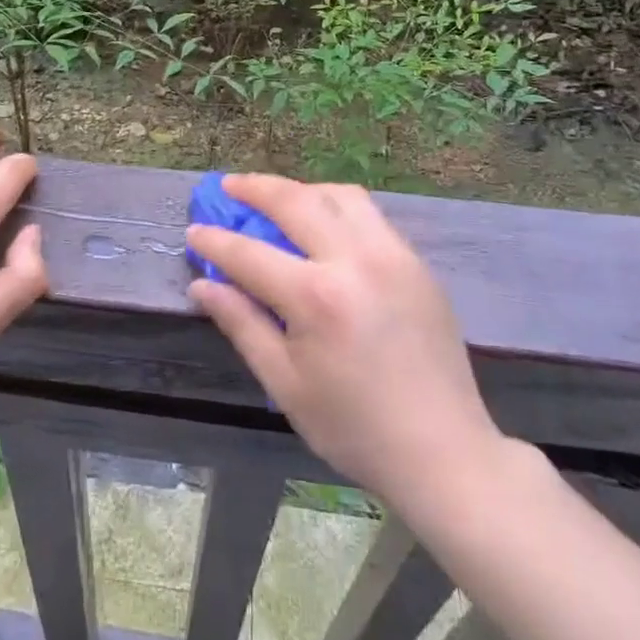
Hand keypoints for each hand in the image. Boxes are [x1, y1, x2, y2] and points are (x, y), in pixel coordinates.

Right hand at [186, 175, 507, 509]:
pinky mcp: (416, 262)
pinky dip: (337, 206)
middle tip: (229, 186)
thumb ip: (242, 324)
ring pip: (339, 194)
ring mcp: (392, 255)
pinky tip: (324, 225)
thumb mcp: (286, 385)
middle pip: (295, 200)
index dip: (215, 241)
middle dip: (255, 188)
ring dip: (301, 189)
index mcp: (317, 297)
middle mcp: (355, 260)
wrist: (445, 452)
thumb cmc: (355, 428)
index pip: (250, 253)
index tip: (194, 231)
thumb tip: (202, 286)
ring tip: (278, 199)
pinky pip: (370, 214)